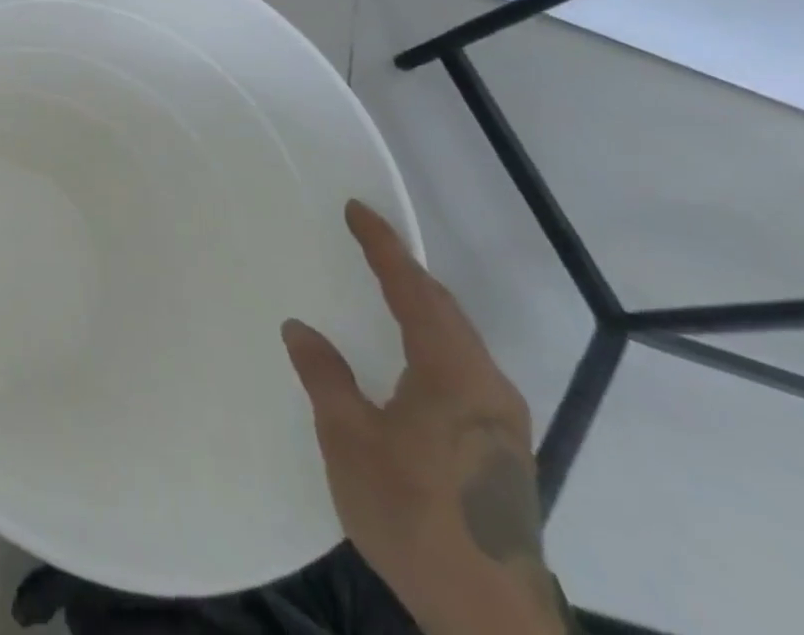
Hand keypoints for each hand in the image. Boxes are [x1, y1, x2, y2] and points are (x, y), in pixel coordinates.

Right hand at [283, 202, 570, 634]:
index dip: (383, 247)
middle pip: (445, 310)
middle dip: (405, 272)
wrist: (490, 617)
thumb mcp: (350, 440)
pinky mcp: (502, 449)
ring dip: (422, 305)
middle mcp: (487, 388)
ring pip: (459, 340)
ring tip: (384, 286)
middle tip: (366, 242)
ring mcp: (502, 422)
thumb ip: (325, 376)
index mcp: (452, 375)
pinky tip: (410, 354)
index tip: (357, 209)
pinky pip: (463, 367)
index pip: (413, 291)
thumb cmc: (413, 515)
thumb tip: (300, 328)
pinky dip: (432, 338)